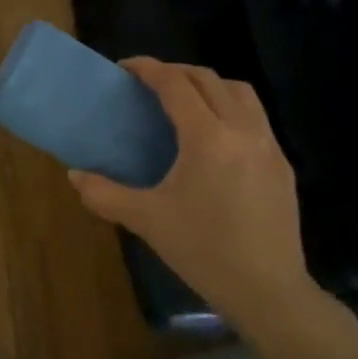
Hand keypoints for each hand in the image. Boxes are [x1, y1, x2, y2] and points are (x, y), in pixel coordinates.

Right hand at [68, 58, 321, 326]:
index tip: (125, 68)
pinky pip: (256, 118)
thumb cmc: (203, 251)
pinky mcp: (282, 164)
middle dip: (176, 72)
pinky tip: (215, 139)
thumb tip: (75, 175)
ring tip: (185, 103)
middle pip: (209, 79)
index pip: (176, 84)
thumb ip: (104, 194)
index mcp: (208, 138)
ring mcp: (269, 145)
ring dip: (209, 86)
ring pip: (240, 92)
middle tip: (149, 84)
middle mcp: (243, 130)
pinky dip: (231, 109)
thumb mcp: (146, 221)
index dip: (148, 69)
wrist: (268, 290)